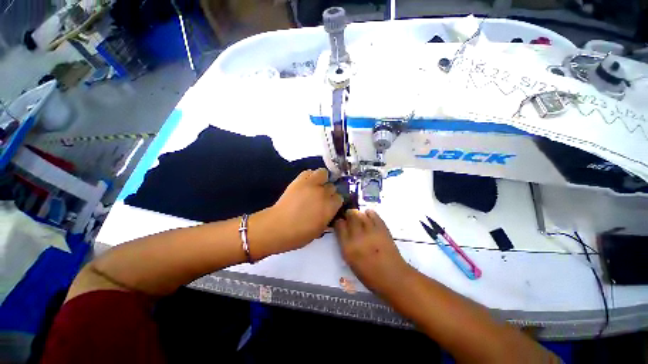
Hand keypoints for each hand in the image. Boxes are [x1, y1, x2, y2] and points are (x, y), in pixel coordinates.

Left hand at [250, 168, 342, 258]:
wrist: (278, 227)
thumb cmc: (299, 234)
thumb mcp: (319, 230)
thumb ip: (328, 217)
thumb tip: (329, 211)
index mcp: (330, 207)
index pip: (340, 198)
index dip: (335, 201)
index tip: (330, 204)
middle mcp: (324, 193)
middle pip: (332, 186)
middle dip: (329, 191)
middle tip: (322, 196)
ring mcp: (311, 184)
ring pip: (323, 173)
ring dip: (322, 178)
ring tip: (317, 185)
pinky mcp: (299, 180)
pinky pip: (309, 172)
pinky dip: (310, 175)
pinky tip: (307, 182)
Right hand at [334, 210, 412, 295]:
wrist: (393, 277)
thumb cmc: (370, 275)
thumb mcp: (351, 261)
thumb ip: (346, 245)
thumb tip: (344, 232)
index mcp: (348, 247)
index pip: (339, 226)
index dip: (339, 222)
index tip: (340, 222)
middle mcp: (358, 237)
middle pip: (350, 216)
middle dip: (348, 214)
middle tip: (349, 216)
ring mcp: (371, 231)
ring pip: (361, 214)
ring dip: (358, 213)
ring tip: (358, 216)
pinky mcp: (382, 229)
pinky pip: (374, 215)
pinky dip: (369, 213)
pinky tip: (368, 215)